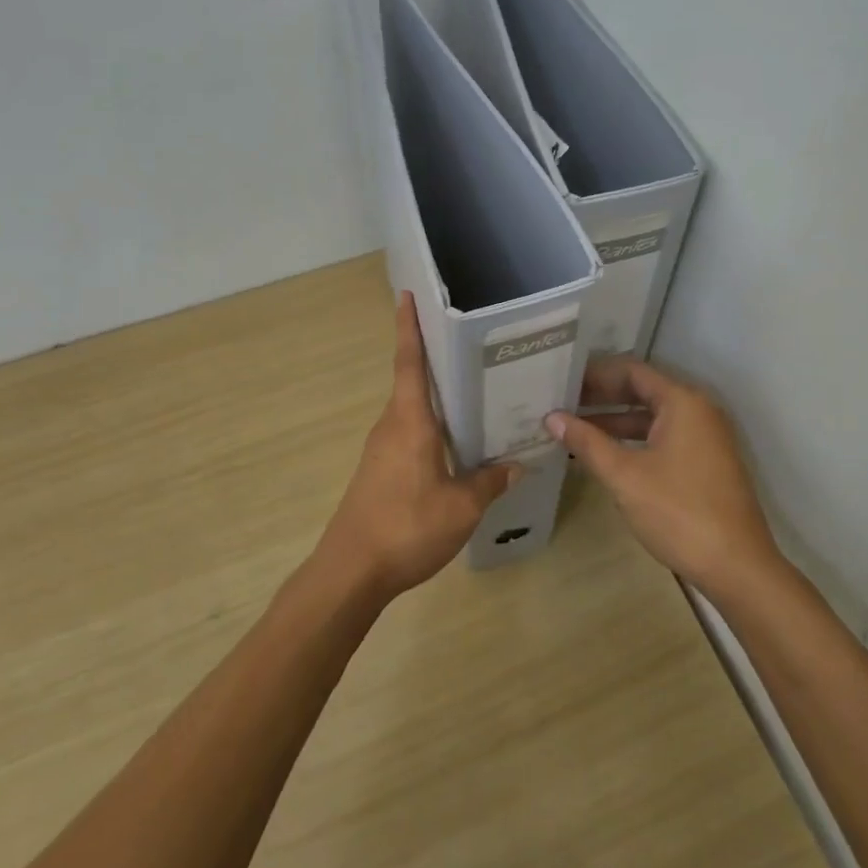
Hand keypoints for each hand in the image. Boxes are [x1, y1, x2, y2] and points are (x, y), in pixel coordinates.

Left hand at [315, 293, 521, 600]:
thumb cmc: (406, 527)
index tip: (407, 295)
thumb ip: (489, 483)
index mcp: (409, 422)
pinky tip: (456, 443)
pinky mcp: (379, 470)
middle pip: (413, 382)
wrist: (350, 572)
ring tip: (475, 391)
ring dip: (437, 398)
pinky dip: (431, 428)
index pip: (409, 363)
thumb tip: (516, 465)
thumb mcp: (461, 508)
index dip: (408, 327)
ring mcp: (381, 449)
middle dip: (435, 359)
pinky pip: (409, 435)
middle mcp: (391, 426)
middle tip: (471, 344)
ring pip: (412, 411)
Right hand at [544, 358, 781, 599]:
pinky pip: (663, 437)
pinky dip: (634, 440)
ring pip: (652, 416)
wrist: (737, 567)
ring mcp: (705, 437)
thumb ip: (587, 442)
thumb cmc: (679, 513)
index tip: (562, 379)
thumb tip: (552, 417)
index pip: (631, 370)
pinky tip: (605, 455)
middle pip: (642, 390)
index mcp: (682, 402)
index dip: (594, 373)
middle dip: (602, 396)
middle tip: (561, 402)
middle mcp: (698, 410)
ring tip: (573, 428)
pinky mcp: (706, 462)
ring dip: (615, 420)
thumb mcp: (625, 476)